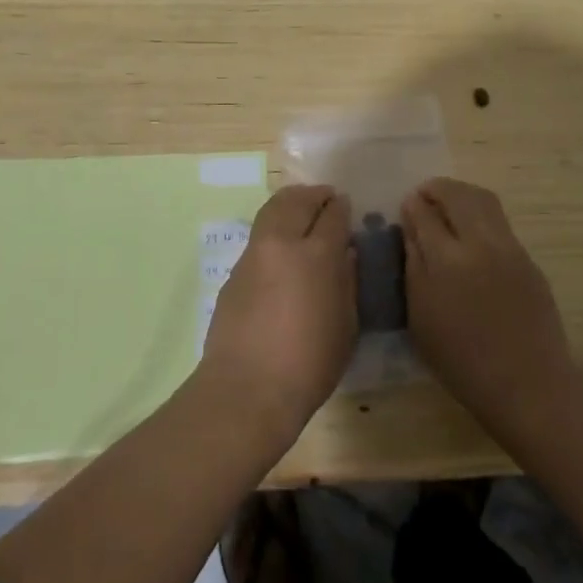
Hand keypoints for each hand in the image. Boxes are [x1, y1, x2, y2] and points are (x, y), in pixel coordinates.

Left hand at [201, 184, 356, 431]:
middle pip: (298, 201)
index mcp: (318, 254)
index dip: (342, 208)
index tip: (346, 206)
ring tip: (302, 210)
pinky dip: (273, 227)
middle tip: (326, 198)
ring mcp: (254, 254)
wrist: (247, 387)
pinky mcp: (234, 271)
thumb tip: (345, 255)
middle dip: (315, 195)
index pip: (333, 215)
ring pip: (272, 210)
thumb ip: (347, 283)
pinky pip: (258, 235)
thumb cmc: (309, 363)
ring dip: (290, 203)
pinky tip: (281, 246)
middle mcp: (283, 243)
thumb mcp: (346, 326)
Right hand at [401, 177, 575, 431]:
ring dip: (460, 194)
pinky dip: (480, 212)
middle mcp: (479, 243)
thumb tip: (410, 229)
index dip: (413, 205)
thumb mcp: (421, 316)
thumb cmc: (462, 360)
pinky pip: (499, 220)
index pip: (424, 214)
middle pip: (456, 195)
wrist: (527, 384)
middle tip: (424, 196)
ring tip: (447, 204)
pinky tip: (471, 230)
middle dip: (436, 189)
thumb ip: (413, 266)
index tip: (406, 205)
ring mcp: (508, 247)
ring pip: (483, 199)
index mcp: (446, 260)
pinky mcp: (527, 257)